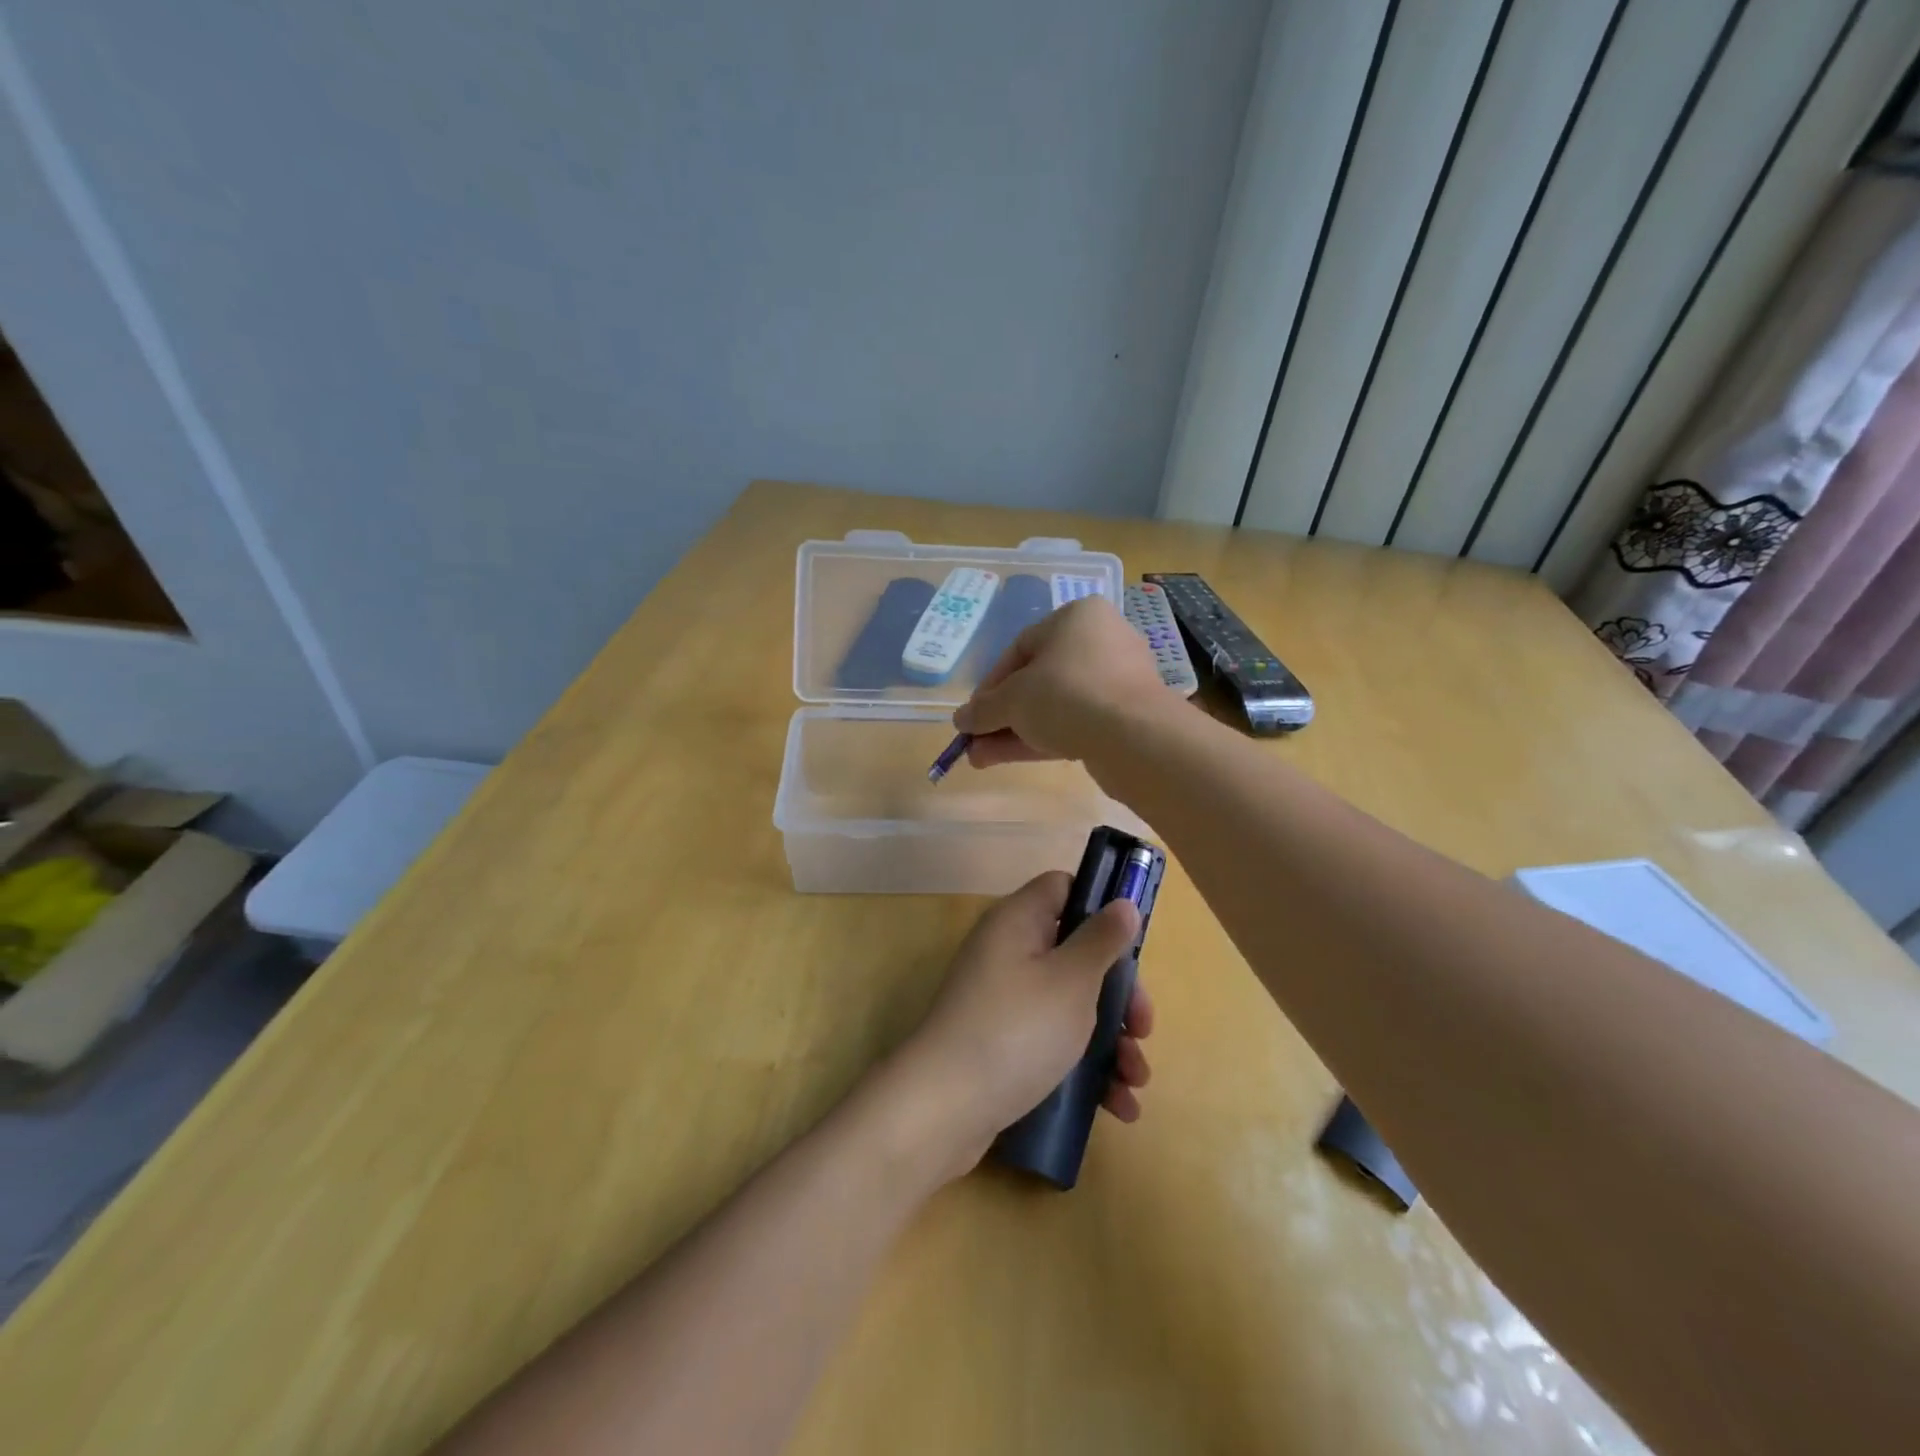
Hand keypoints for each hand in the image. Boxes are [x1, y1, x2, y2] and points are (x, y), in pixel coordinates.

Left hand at [894, 871, 1152, 1178]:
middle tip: (1143, 1027)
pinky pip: (1053, 1041)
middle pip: (1076, 953)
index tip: (1134, 940)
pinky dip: (1086, 1067)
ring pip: (1070, 1004)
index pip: (1062, 888)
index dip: (1100, 904)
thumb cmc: (1016, 1030)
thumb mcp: (1071, 981)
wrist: (944, 1108)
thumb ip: (1101, 940)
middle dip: (1119, 993)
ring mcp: (1004, 1000)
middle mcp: (1008, 953)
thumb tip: (1122, 902)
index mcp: (1018, 921)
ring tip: (1137, 1079)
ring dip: (1111, 1039)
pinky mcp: (1003, 1044)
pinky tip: (1119, 1105)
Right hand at [953, 597, 1171, 768]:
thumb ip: (983, 709)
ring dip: (1015, 731)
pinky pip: (1075, 723)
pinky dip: (1041, 739)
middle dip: (1001, 714)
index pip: (1020, 648)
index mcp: (1077, 618)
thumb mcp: (1013, 700)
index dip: (990, 684)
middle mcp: (1100, 642)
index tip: (973, 712)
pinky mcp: (1125, 717)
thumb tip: (961, 720)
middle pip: (1038, 680)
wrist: (1135, 736)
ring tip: (980, 759)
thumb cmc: (1067, 694)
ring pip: (1054, 706)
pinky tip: (1007, 759)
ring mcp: (1116, 682)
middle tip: (975, 739)